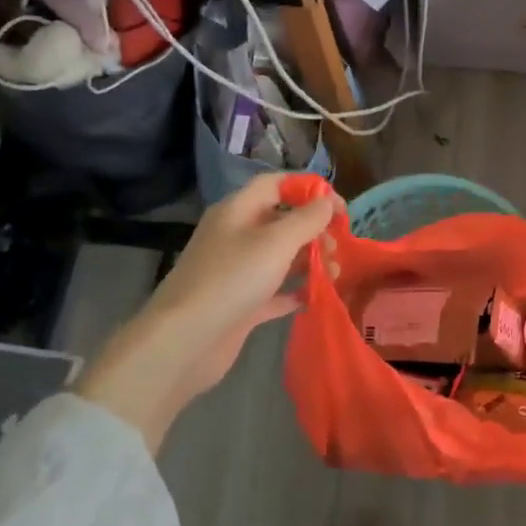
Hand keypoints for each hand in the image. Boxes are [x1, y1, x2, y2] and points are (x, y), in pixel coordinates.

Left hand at [75, 174, 338, 450]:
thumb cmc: (232, 280)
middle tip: (337, 248)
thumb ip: (307, 219)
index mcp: (238, 211)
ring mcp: (238, 271)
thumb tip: (329, 201)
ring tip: (334, 274)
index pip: (276, 185)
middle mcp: (236, 235)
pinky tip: (317, 297)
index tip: (340, 209)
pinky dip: (296, 292)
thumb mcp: (276, 242)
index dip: (309, 189)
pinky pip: (276, 291)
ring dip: (310, 261)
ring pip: (281, 257)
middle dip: (314, 230)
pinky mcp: (241, 304)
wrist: (185, 341)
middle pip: (282, 221)